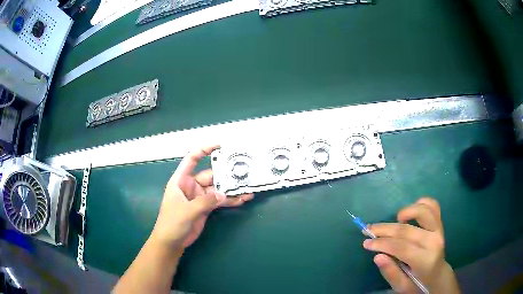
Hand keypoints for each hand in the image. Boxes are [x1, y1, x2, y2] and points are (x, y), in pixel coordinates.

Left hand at [150, 145, 253, 249]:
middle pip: (210, 175)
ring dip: (231, 189)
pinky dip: (230, 200)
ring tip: (247, 188)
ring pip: (217, 189)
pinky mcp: (205, 207)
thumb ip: (205, 202)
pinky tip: (242, 199)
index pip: (192, 159)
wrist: (171, 242)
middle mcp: (191, 185)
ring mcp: (199, 197)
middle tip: (243, 173)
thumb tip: (223, 195)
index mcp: (181, 180)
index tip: (220, 146)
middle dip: (225, 175)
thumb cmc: (172, 223)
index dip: (204, 150)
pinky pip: (219, 201)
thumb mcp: (186, 211)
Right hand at [363, 197, 459, 293]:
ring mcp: (439, 229)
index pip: (401, 247)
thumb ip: (391, 273)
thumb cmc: (418, 284)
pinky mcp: (440, 223)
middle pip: (406, 230)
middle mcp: (434, 241)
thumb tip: (377, 256)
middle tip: (368, 230)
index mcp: (425, 260)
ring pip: (422, 211)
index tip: (366, 243)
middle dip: (384, 229)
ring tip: (394, 220)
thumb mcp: (402, 287)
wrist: (438, 276)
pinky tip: (411, 212)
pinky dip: (421, 203)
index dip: (382, 244)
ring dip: (405, 211)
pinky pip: (433, 206)